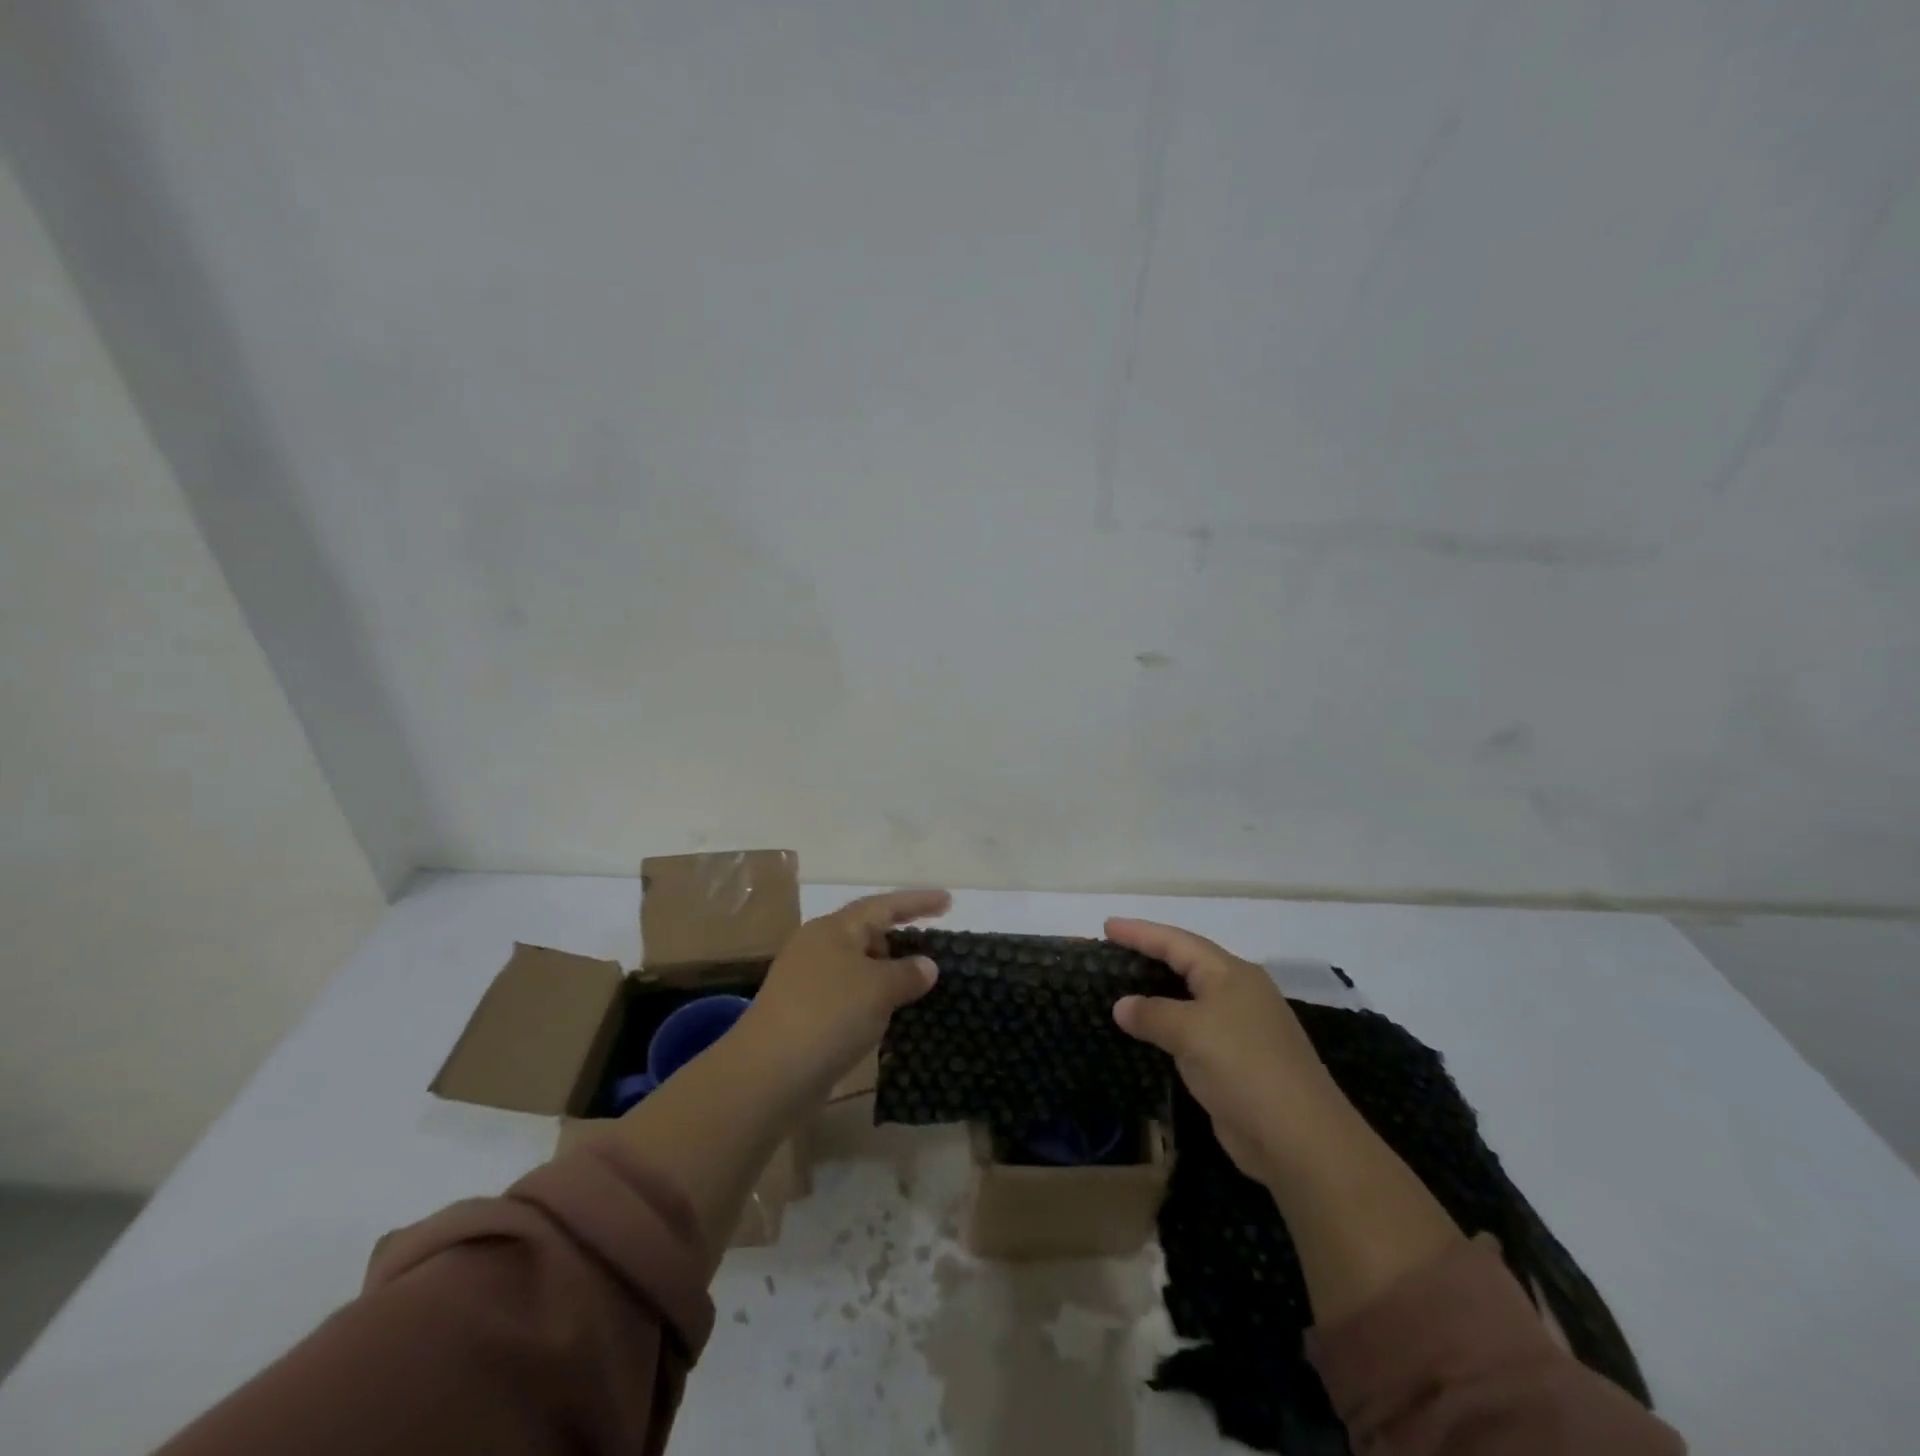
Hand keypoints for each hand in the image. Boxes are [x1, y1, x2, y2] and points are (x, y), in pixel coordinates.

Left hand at [741, 888, 948, 1091]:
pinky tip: (888, 1017)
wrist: (768, 1075)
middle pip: (866, 933)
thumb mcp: (879, 989)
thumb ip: (908, 973)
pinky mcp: (803, 1015)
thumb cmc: (828, 1015)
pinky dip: (871, 1000)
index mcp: (833, 929)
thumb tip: (926, 965)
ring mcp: (806, 982)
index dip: (918, 902)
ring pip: (857, 967)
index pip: (883, 905)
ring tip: (918, 986)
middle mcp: (817, 947)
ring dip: (887, 973)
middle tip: (934, 950)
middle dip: (900, 938)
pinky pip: (848, 996)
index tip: (949, 901)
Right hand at [1108, 918, 1352, 1188]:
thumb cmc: (1243, 1067)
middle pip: (1187, 964)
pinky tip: (1147, 1034)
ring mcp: (1241, 1029)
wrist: (1299, 1139)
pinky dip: (1168, 1028)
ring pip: (1190, 1000)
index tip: (1106, 925)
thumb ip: (1152, 1013)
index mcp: (1232, 974)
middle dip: (1150, 955)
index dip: (1140, 932)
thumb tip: (1122, 1005)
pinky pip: (1193, 1032)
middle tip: (1112, 952)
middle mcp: (1239, 994)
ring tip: (1122, 988)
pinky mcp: (1238, 1063)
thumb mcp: (1190, 1032)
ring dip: (1157, 994)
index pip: (1177, 941)